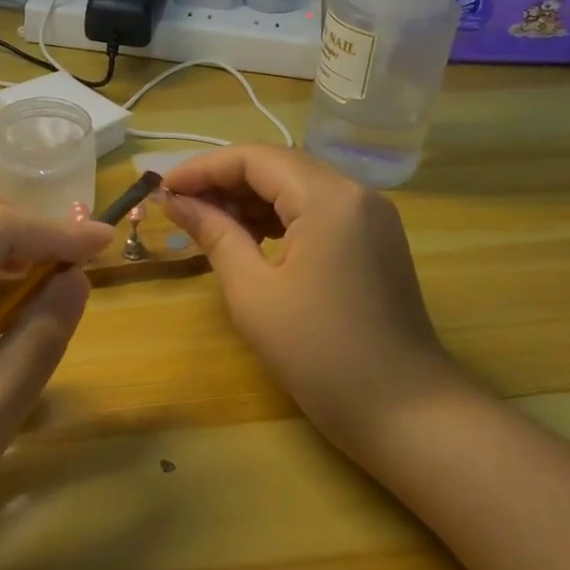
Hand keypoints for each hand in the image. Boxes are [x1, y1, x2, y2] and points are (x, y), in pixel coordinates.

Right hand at [162, 145, 463, 465]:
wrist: (406, 412)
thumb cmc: (320, 354)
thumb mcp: (253, 292)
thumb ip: (214, 234)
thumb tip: (176, 202)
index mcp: (327, 198)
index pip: (254, 158)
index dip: (203, 168)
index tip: (163, 189)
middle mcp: (354, 192)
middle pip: (277, 165)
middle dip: (224, 180)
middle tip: (179, 206)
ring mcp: (370, 214)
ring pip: (297, 184)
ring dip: (249, 197)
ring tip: (207, 222)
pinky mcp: (374, 238)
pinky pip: (317, 208)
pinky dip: (279, 214)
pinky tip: (249, 236)